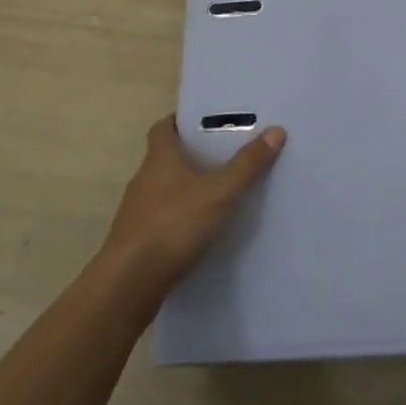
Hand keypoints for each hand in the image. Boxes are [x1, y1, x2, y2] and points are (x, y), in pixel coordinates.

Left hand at [100, 115, 285, 293]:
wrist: (128, 283)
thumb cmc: (173, 225)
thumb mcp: (219, 192)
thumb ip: (247, 164)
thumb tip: (277, 130)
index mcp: (160, 157)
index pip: (164, 126)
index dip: (182, 120)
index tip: (207, 121)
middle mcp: (144, 178)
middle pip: (166, 157)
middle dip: (192, 154)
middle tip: (225, 154)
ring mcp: (137, 211)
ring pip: (165, 189)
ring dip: (187, 188)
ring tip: (220, 191)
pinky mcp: (137, 240)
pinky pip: (163, 218)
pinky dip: (181, 217)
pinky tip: (202, 229)